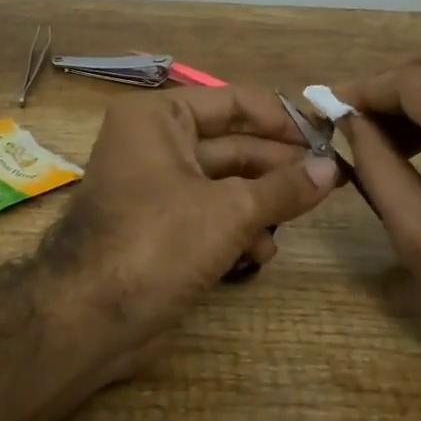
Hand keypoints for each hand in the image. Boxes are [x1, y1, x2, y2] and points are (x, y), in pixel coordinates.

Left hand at [42, 85, 340, 383]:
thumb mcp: (230, 210)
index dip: (282, 119)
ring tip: (296, 221)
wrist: (89, 318)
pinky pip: (208, 215)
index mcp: (159, 117)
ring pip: (223, 184)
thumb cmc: (158, 242)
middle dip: (277, 167)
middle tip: (329, 180)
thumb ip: (284, 187)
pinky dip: (236, 230)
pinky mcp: (158, 227)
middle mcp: (153, 143)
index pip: (233, 102)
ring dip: (261, 204)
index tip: (327, 137)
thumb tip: (331, 168)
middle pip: (232, 144)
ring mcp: (155, 187)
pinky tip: (262, 253)